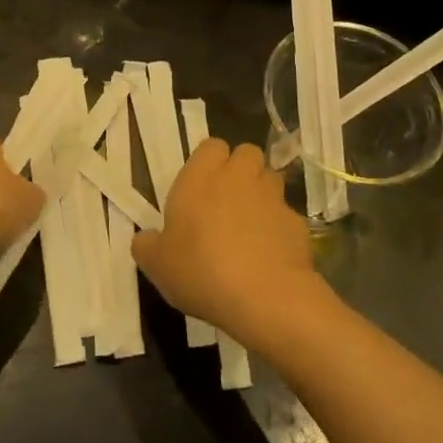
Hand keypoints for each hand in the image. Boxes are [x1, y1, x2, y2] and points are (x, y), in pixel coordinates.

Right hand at [131, 139, 318, 344]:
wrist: (265, 296)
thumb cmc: (202, 271)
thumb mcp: (158, 266)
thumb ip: (147, 246)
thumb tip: (145, 239)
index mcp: (201, 178)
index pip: (211, 146)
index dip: (209, 162)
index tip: (201, 188)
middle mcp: (239, 177)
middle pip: (246, 153)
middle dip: (240, 170)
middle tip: (226, 202)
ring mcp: (272, 197)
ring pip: (270, 179)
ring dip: (261, 194)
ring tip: (250, 226)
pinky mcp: (297, 222)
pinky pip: (286, 215)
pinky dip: (279, 228)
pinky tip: (270, 255)